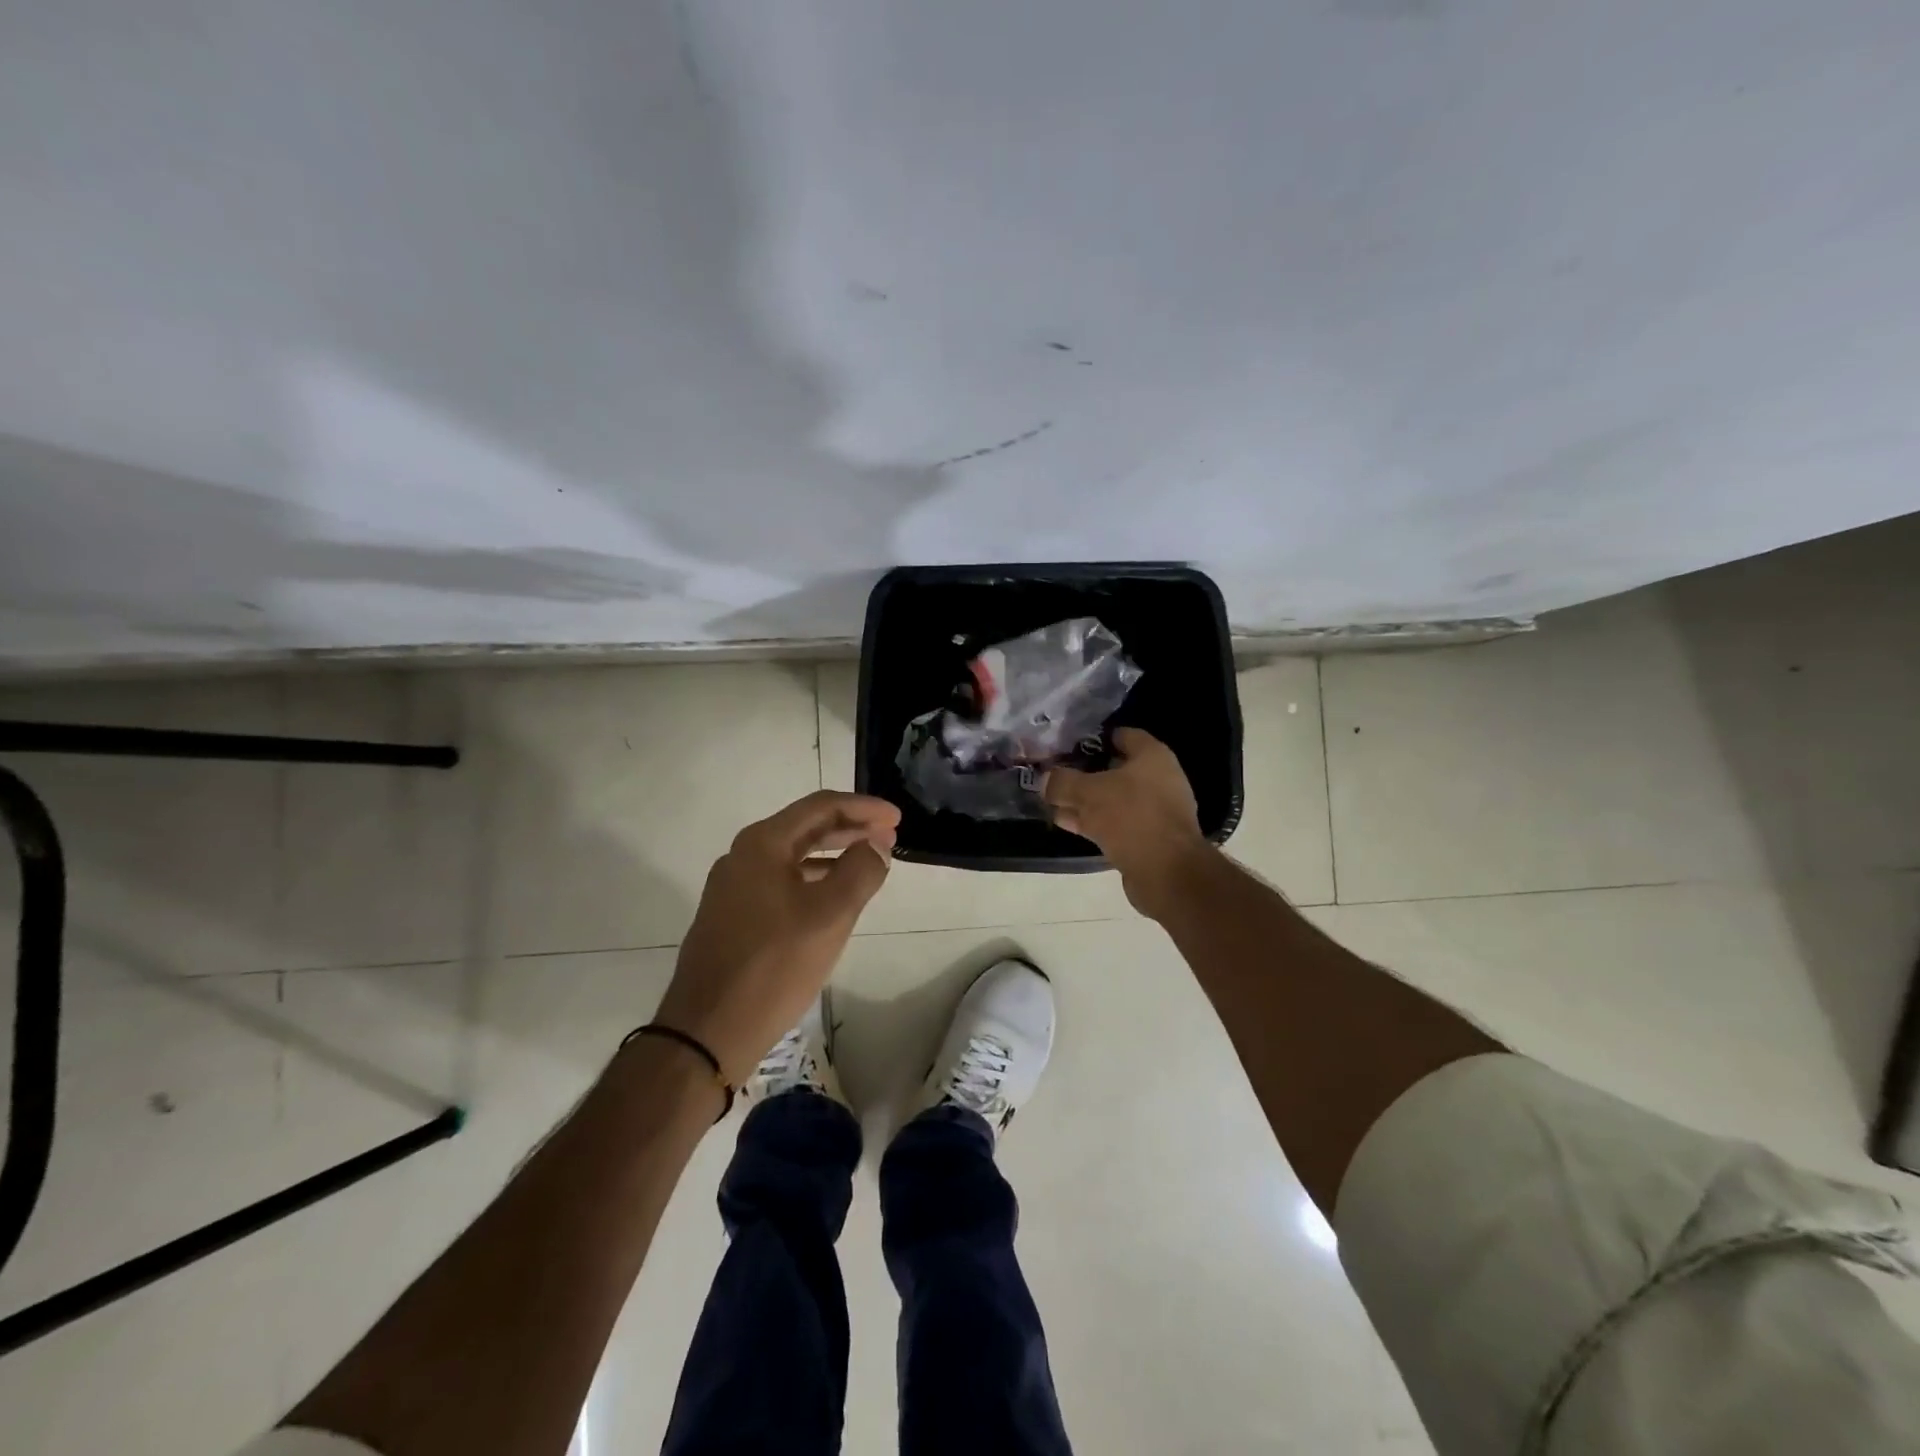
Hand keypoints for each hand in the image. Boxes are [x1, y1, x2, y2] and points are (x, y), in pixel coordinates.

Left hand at [654, 791, 899, 1081]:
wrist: (708, 1030)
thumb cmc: (773, 965)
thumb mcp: (829, 915)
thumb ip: (860, 871)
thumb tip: (876, 845)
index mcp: (763, 844)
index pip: (822, 806)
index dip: (864, 807)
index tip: (898, 818)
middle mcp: (743, 856)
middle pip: (806, 827)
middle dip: (851, 828)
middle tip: (889, 837)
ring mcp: (734, 887)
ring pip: (793, 856)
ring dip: (833, 854)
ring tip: (869, 864)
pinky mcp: (732, 915)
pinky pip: (781, 881)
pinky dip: (813, 879)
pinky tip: (832, 898)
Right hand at [1043, 728, 1212, 918]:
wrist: (1165, 871)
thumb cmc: (1130, 816)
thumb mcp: (1087, 793)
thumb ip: (1063, 782)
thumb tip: (1045, 780)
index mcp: (1152, 756)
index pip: (1122, 735)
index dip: (1096, 739)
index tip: (1070, 745)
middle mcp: (1158, 779)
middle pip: (1116, 769)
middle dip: (1086, 774)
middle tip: (1057, 775)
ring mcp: (1155, 810)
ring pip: (1113, 799)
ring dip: (1085, 802)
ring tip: (1053, 802)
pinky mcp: (1148, 838)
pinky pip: (1115, 823)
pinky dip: (1093, 821)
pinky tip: (1067, 823)